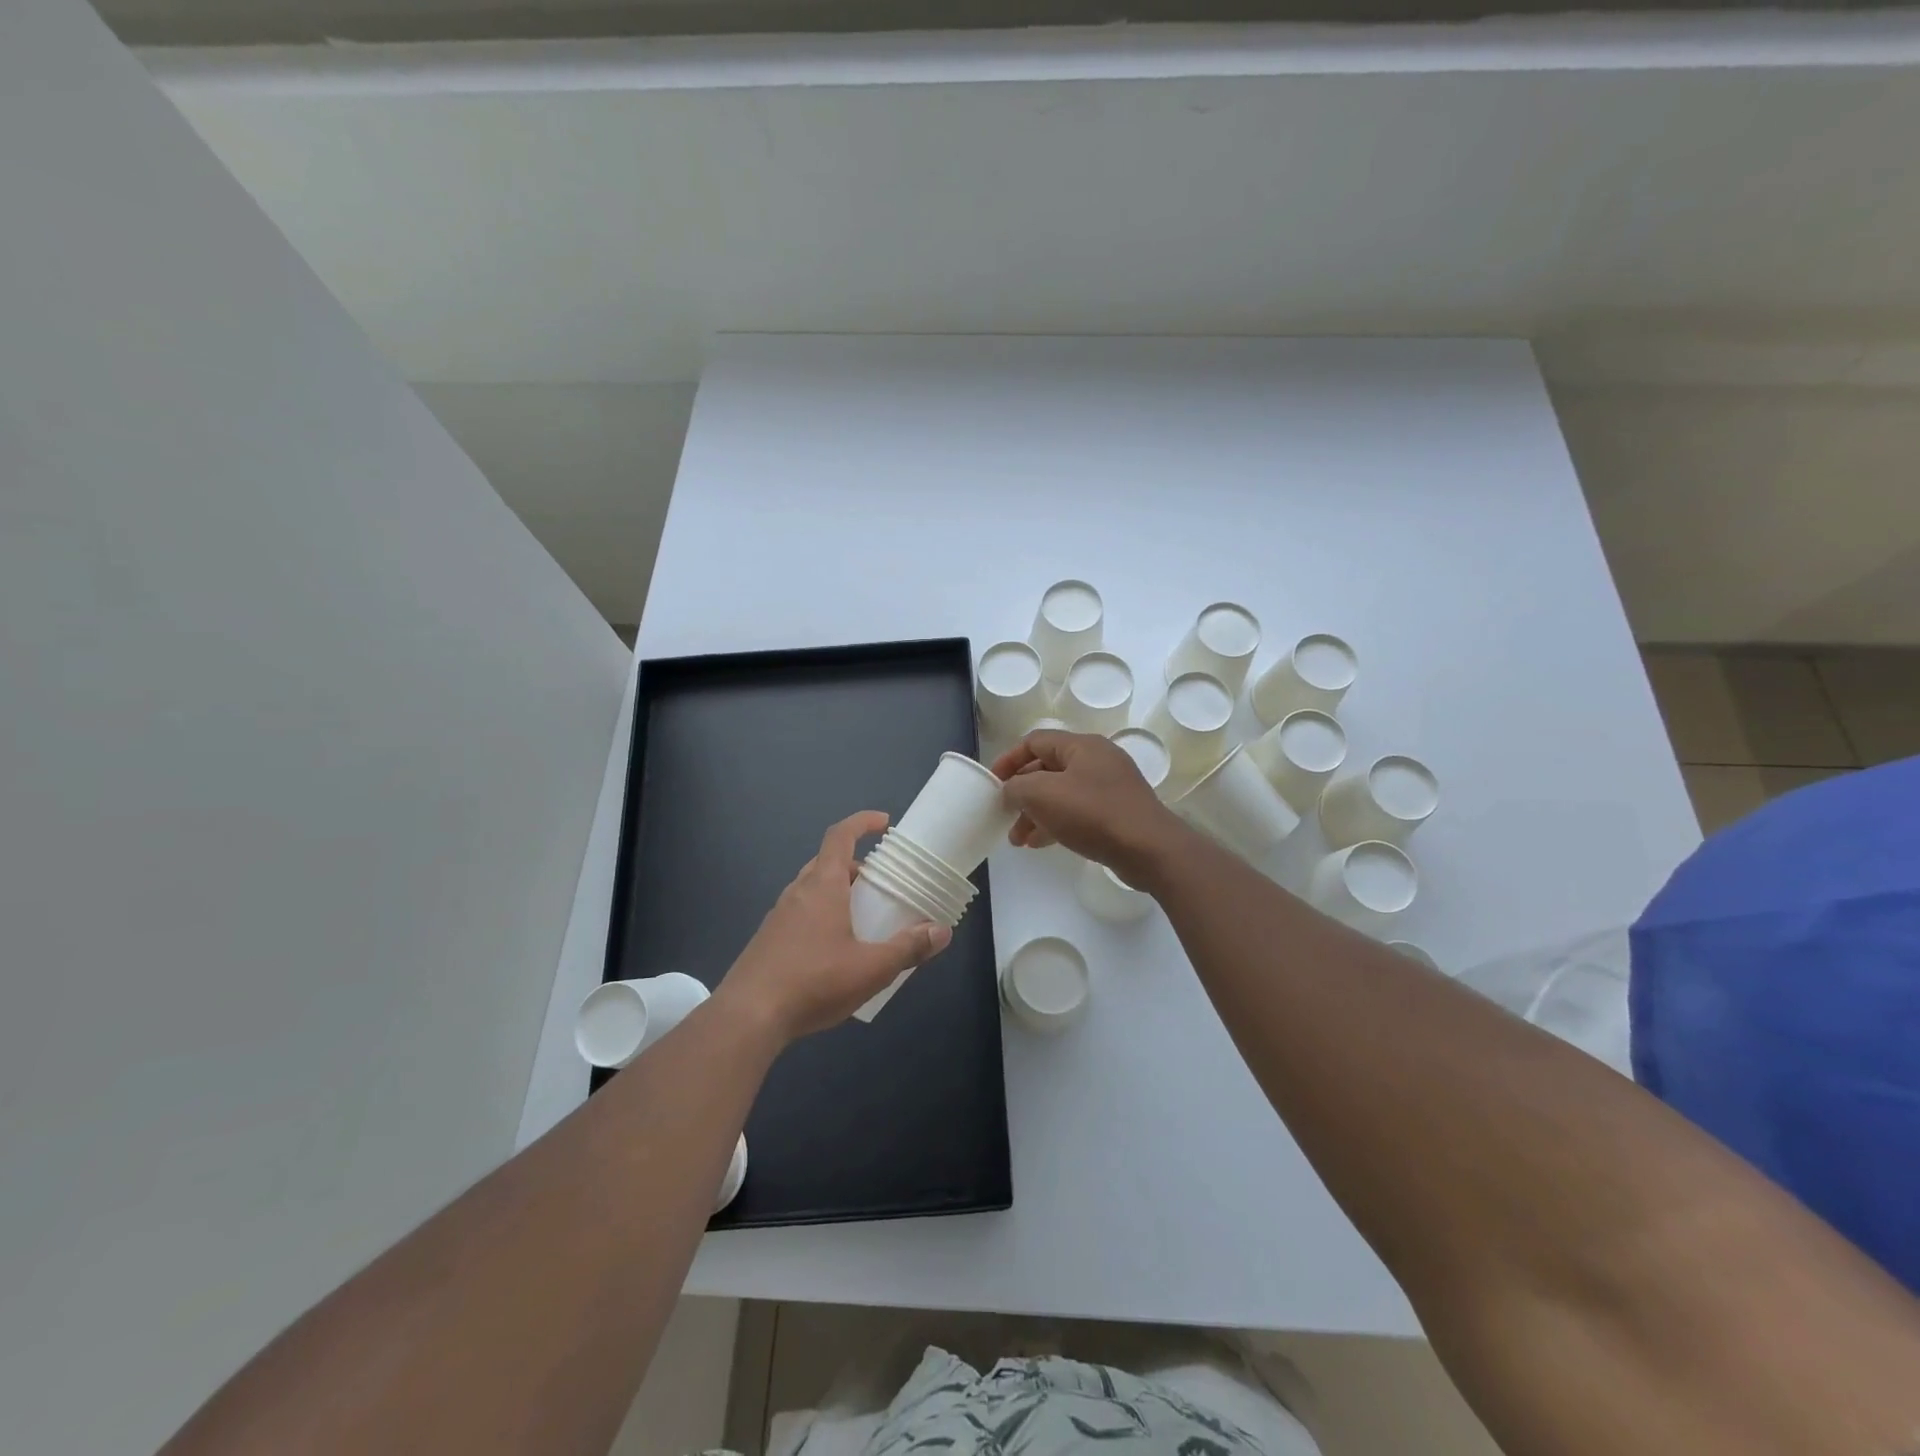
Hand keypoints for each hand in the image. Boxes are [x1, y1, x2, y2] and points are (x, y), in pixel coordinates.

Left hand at [719, 810, 950, 1040]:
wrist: (747, 1017)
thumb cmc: (813, 982)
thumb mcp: (871, 969)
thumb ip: (908, 948)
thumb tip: (941, 932)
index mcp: (823, 886)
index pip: (839, 836)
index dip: (862, 822)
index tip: (884, 824)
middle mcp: (798, 892)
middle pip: (827, 863)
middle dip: (855, 866)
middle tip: (880, 885)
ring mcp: (778, 916)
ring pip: (812, 890)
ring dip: (838, 893)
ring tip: (862, 919)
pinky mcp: (767, 941)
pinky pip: (800, 914)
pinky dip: (822, 916)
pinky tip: (834, 952)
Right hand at [991, 730, 1184, 884]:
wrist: (1149, 849)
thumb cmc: (1093, 814)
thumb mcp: (1043, 795)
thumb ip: (1017, 787)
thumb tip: (1010, 791)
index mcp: (1081, 746)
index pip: (1035, 742)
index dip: (1009, 760)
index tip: (992, 783)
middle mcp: (1097, 760)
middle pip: (1048, 769)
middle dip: (1022, 793)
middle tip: (1005, 816)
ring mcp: (1110, 786)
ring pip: (1061, 793)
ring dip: (1036, 813)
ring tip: (1018, 839)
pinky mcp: (1117, 811)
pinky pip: (1078, 811)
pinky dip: (1056, 822)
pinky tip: (1041, 843)